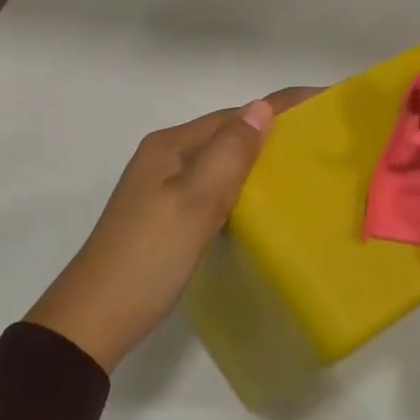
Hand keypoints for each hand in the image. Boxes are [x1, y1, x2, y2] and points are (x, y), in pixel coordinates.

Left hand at [27, 89, 316, 370]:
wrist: (96, 320)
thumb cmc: (149, 256)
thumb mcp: (194, 200)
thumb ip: (229, 153)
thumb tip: (262, 107)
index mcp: (170, 146)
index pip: (234, 115)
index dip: (279, 106)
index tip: (324, 99)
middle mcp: (166, 159)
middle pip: (228, 134)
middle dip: (272, 131)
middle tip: (323, 138)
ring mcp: (164, 189)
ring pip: (222, 163)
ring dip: (259, 160)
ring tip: (304, 166)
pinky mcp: (169, 217)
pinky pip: (215, 189)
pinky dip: (243, 188)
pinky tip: (265, 202)